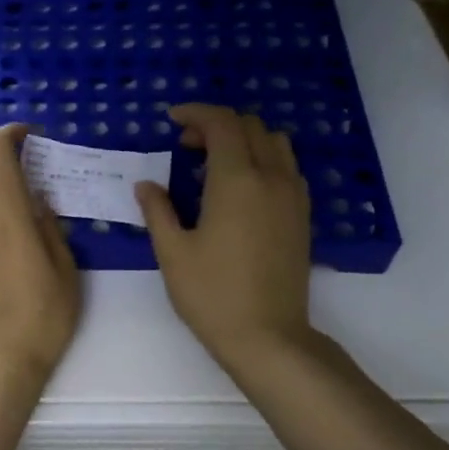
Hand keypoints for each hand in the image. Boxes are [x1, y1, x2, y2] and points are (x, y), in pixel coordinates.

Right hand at [136, 104, 313, 371]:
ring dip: (243, 139)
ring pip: (275, 142)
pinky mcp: (302, 215)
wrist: (268, 336)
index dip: (195, 113)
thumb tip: (146, 185)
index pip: (222, 123)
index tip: (172, 121)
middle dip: (216, 124)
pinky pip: (287, 167)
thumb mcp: (172, 252)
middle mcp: (271, 178)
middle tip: (186, 146)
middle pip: (250, 126)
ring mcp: (293, 196)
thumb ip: (157, 210)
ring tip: (214, 163)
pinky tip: (241, 187)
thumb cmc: (211, 295)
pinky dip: (263, 159)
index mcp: (236, 181)